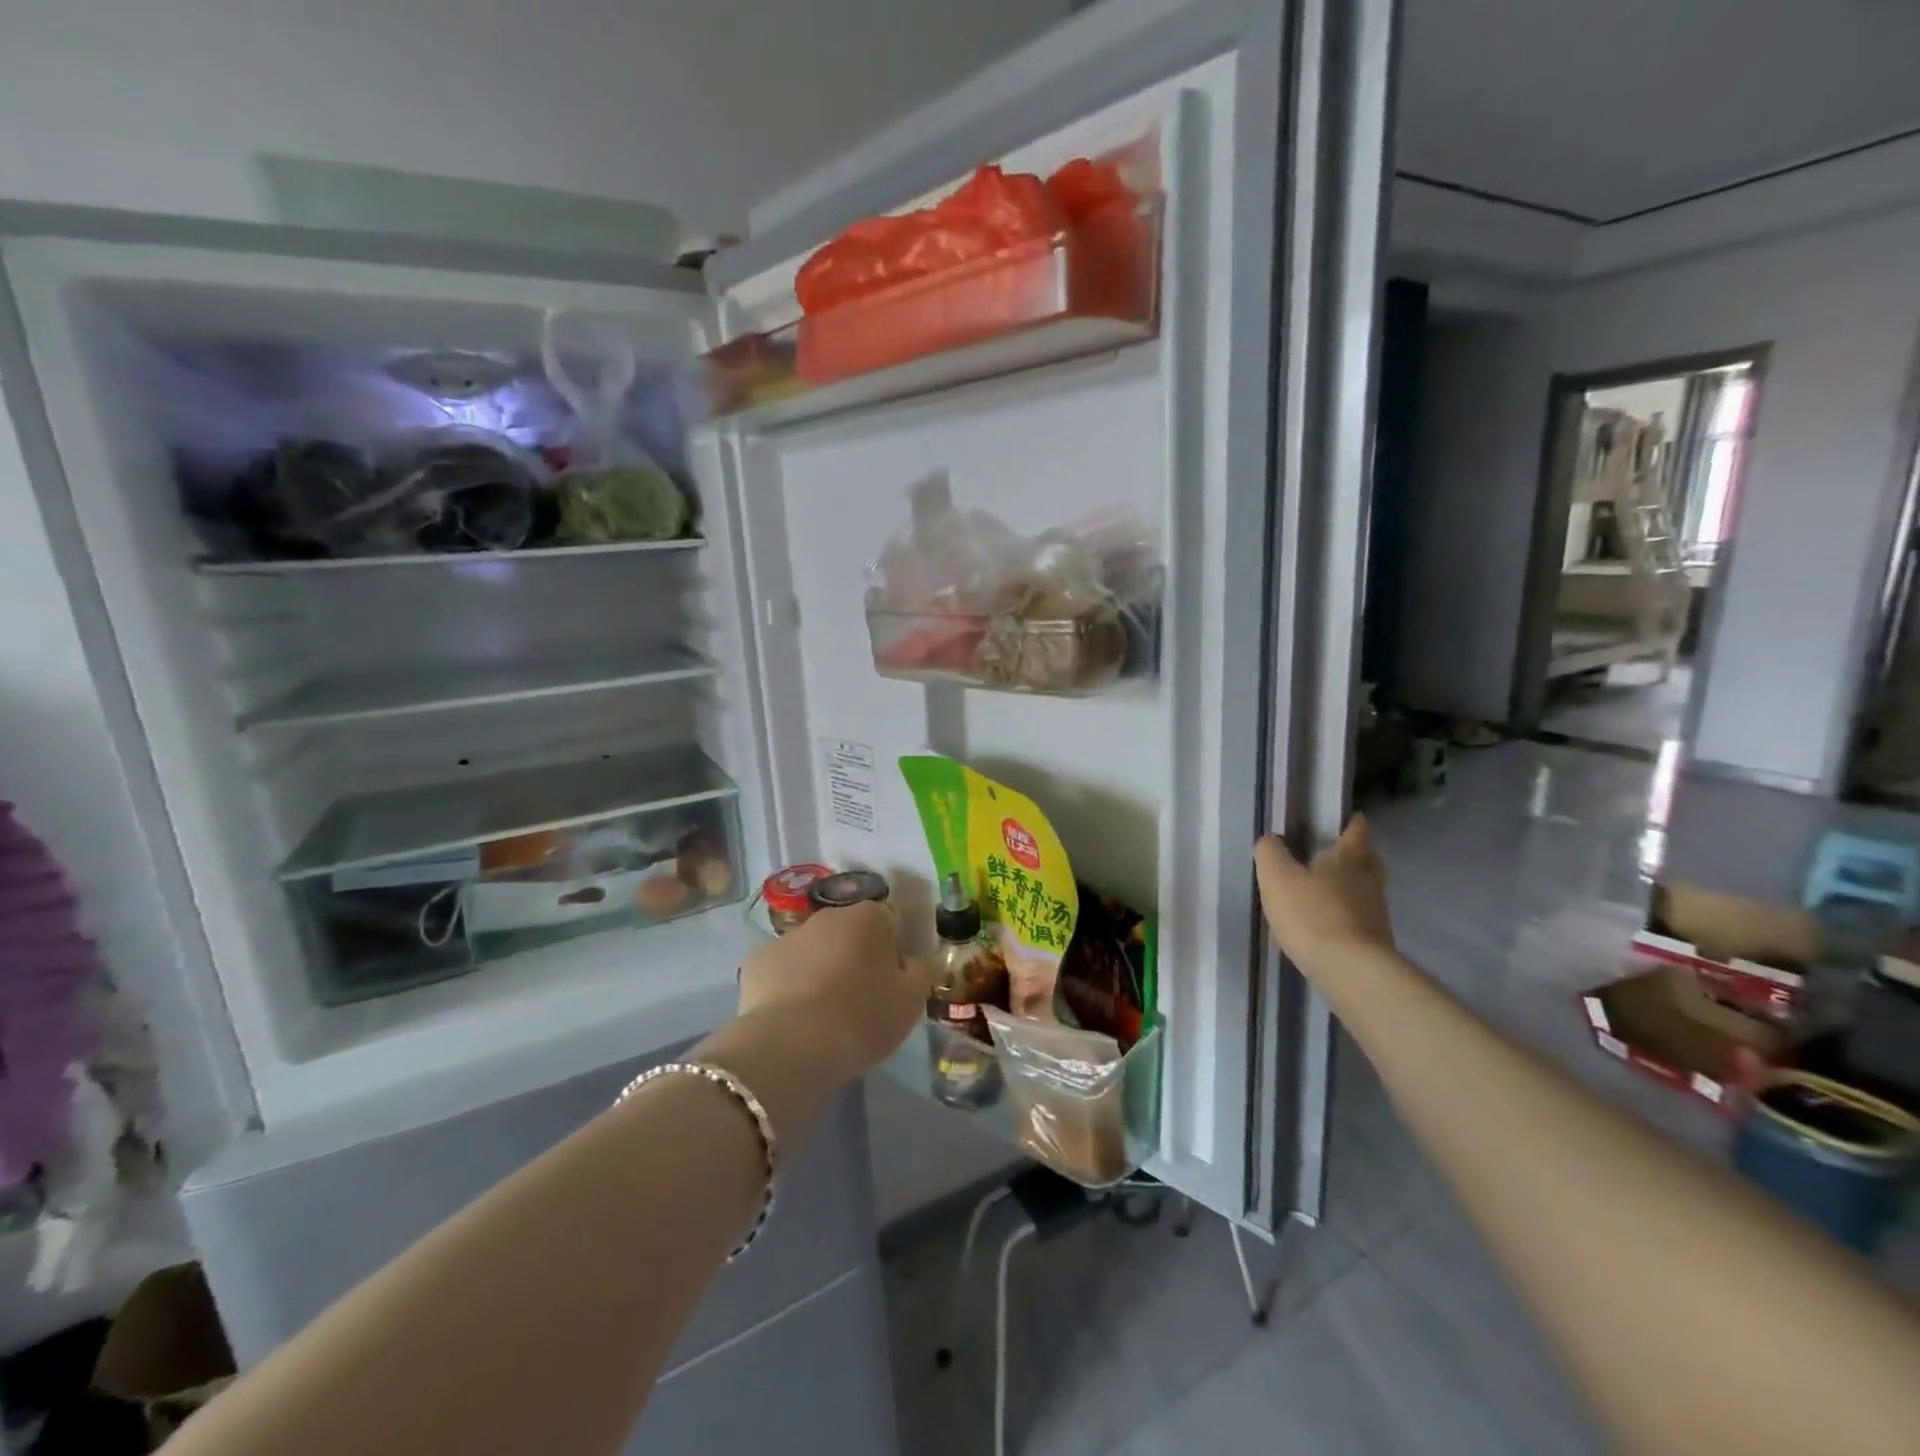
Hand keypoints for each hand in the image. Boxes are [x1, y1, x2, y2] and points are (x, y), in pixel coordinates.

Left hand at [736, 902, 931, 1081]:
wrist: (793, 1045)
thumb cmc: (863, 1018)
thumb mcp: (911, 1001)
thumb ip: (922, 973)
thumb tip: (920, 961)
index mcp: (869, 917)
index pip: (889, 925)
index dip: (892, 955)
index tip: (891, 987)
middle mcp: (828, 916)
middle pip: (848, 933)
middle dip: (853, 958)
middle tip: (858, 1001)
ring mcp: (788, 936)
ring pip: (812, 950)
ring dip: (819, 970)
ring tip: (822, 1015)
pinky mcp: (756, 960)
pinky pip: (780, 970)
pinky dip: (785, 986)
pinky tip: (790, 1017)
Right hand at [1253, 815, 1394, 983]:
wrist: (1350, 971)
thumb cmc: (1312, 914)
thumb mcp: (1276, 877)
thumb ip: (1270, 852)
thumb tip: (1271, 840)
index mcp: (1348, 858)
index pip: (1356, 830)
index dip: (1350, 822)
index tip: (1344, 818)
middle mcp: (1369, 880)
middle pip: (1369, 860)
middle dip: (1355, 855)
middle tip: (1334, 855)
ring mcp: (1377, 912)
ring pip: (1366, 890)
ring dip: (1350, 888)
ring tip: (1324, 893)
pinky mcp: (1376, 941)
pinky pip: (1360, 918)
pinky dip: (1346, 916)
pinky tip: (1326, 925)